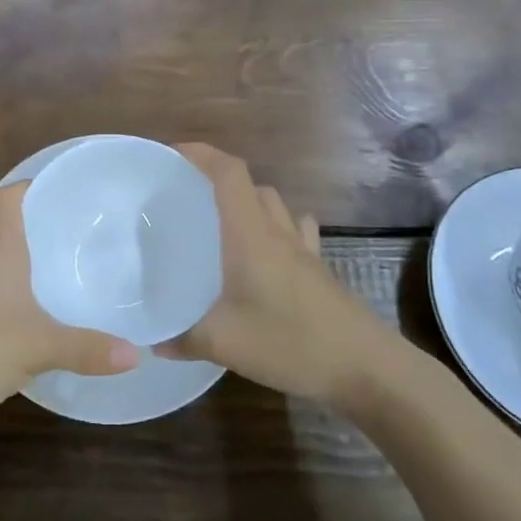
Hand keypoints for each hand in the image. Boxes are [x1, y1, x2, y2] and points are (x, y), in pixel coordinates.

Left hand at [0, 182, 138, 433]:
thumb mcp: (39, 348)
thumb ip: (87, 349)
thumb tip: (137, 354)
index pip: (6, 199)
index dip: (30, 185)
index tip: (60, 188)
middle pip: (4, 232)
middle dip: (38, 232)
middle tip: (78, 237)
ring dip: (23, 269)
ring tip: (62, 277)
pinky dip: (10, 301)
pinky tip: (29, 323)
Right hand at [157, 144, 397, 406]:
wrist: (366, 367)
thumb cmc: (291, 342)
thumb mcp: (224, 343)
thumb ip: (183, 338)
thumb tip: (154, 340)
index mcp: (250, 234)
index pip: (228, 172)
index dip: (200, 154)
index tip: (171, 155)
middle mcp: (277, 231)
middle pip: (249, 185)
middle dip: (217, 181)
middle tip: (187, 200)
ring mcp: (304, 249)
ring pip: (274, 206)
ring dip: (248, 203)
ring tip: (221, 226)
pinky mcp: (319, 270)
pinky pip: (295, 232)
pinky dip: (275, 229)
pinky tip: (264, 255)